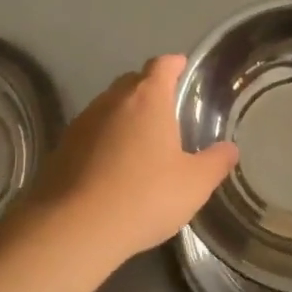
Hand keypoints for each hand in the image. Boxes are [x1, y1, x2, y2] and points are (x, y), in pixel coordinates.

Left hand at [19, 54, 238, 266]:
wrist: (75, 227)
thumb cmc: (144, 196)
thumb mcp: (193, 184)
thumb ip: (215, 162)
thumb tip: (230, 149)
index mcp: (147, 99)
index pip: (161, 65)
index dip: (174, 64)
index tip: (183, 68)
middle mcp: (112, 101)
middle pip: (133, 82)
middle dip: (149, 89)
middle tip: (167, 110)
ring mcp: (82, 122)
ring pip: (108, 107)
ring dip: (124, 116)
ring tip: (140, 141)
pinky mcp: (62, 147)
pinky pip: (90, 132)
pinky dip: (103, 139)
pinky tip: (112, 166)